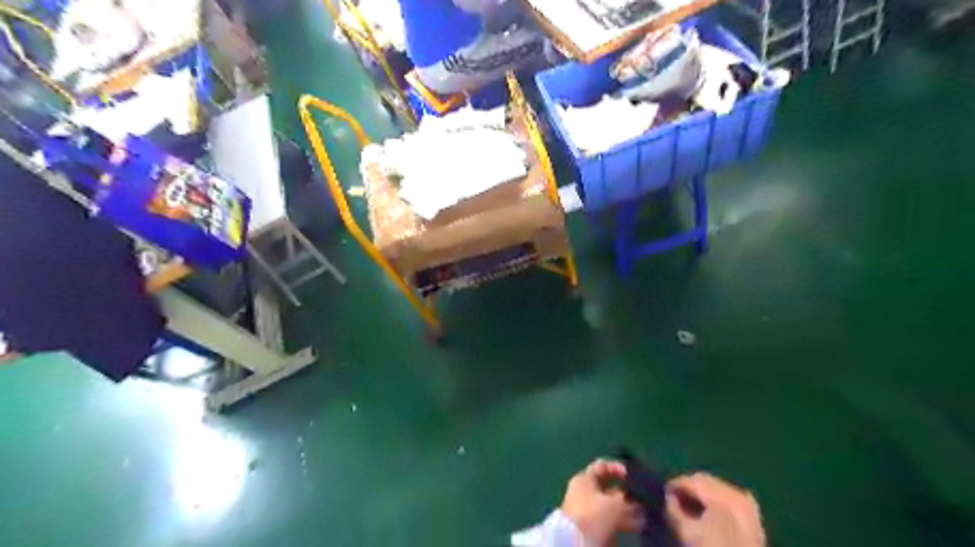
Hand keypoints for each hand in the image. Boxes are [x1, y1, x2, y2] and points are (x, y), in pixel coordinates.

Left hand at [561, 458, 645, 543]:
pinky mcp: (592, 528)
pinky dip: (623, 524)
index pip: (602, 466)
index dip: (617, 468)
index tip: (631, 475)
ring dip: (628, 511)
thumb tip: (634, 503)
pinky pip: (611, 522)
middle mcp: (584, 493)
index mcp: (584, 479)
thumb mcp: (613, 503)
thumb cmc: (592, 514)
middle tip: (642, 500)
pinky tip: (637, 526)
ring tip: (644, 516)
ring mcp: (588, 511)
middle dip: (626, 495)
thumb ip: (626, 499)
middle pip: (609, 489)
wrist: (575, 543)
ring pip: (612, 508)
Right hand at [668, 472, 764, 545]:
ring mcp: (747, 502)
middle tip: (673, 500)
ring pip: (715, 487)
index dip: (673, 485)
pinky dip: (713, 500)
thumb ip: (674, 510)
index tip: (662, 495)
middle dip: (687, 488)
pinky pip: (726, 496)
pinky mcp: (751, 513)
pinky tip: (705, 513)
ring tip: (688, 507)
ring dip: (700, 494)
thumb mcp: (687, 533)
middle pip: (703, 480)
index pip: (689, 480)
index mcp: (722, 493)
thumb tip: (669, 497)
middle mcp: (736, 491)